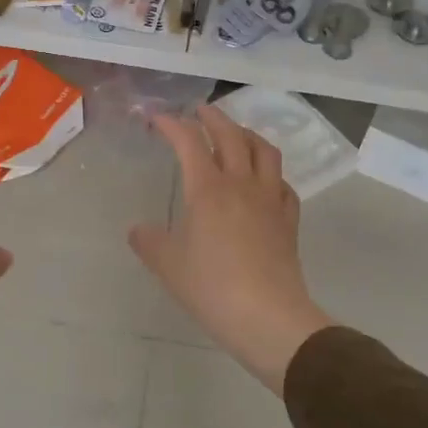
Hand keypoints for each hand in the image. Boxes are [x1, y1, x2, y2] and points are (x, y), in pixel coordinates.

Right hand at [128, 105, 332, 393]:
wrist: (268, 317)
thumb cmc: (212, 288)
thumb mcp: (169, 266)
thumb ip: (150, 242)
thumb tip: (138, 230)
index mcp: (208, 189)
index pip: (189, 142)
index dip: (171, 124)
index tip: (156, 118)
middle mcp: (242, 184)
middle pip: (231, 135)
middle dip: (213, 117)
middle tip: (199, 111)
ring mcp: (270, 200)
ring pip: (264, 151)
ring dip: (247, 134)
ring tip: (236, 134)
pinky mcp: (289, 220)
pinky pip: (283, 184)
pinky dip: (271, 173)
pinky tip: (265, 182)